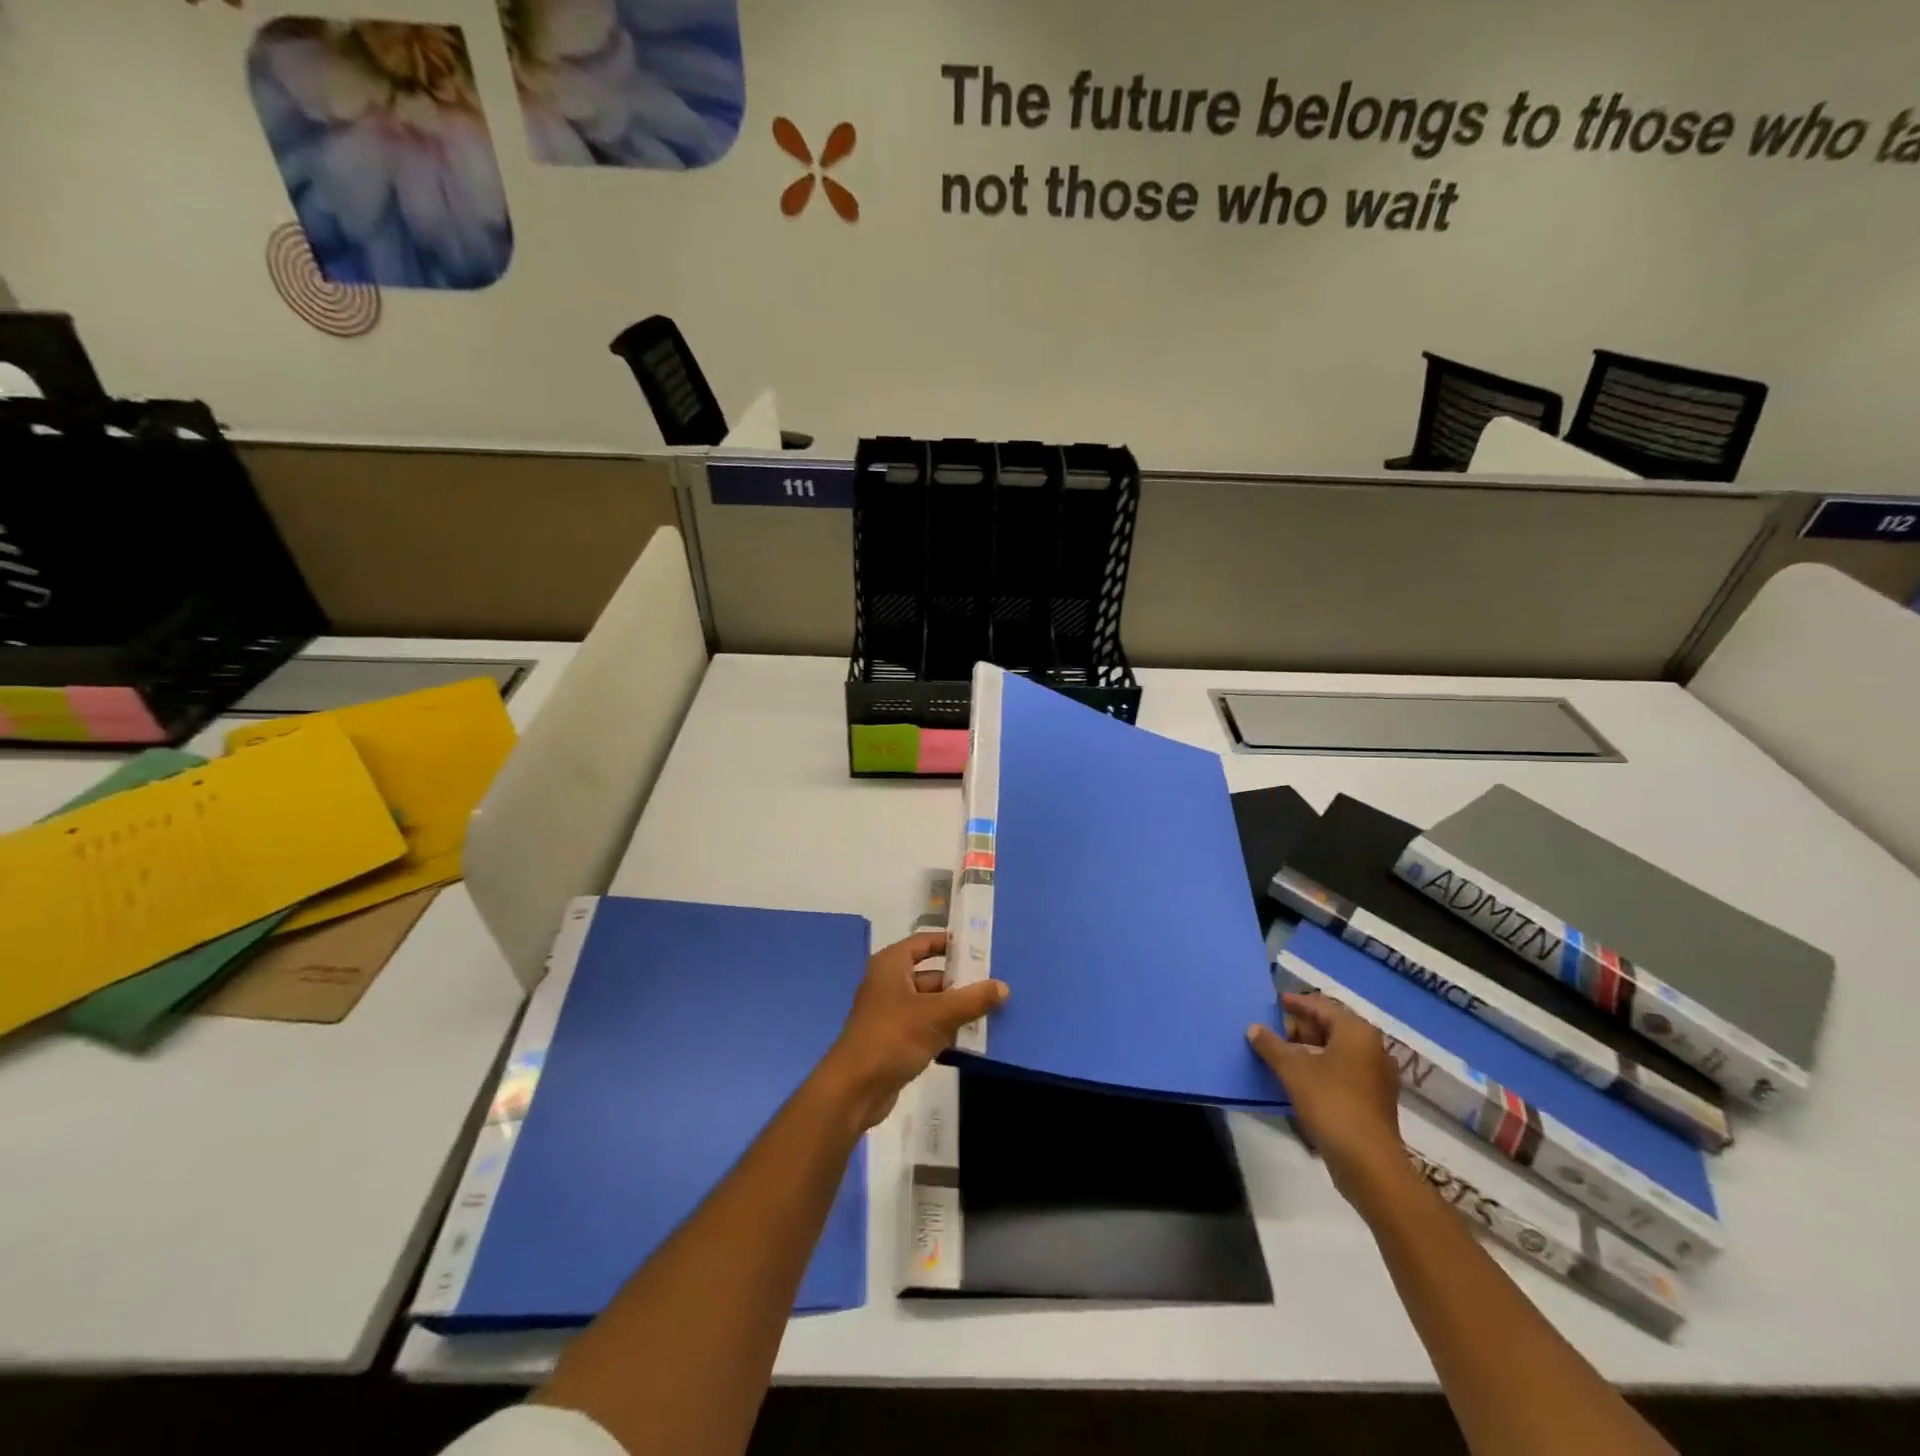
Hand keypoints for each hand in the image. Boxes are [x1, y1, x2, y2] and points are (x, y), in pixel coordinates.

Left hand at [820, 932, 1007, 1129]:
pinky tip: (971, 1039)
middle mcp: (888, 983)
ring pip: (930, 1003)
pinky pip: (925, 1027)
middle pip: (931, 975)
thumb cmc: (892, 1038)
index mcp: (891, 965)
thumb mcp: (937, 1015)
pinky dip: (944, 1030)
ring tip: (991, 1011)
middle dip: (960, 982)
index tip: (980, 949)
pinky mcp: (894, 1040)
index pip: (924, 942)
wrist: (854, 1089)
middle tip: (994, 985)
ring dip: (955, 1009)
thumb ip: (972, 1000)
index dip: (950, 943)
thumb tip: (1003, 987)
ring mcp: (890, 1013)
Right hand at [1248, 992, 1406, 1209]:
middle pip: (1330, 1027)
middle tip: (1272, 1031)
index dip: (1296, 1003)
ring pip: (1336, 1051)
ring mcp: (1376, 1076)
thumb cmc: (1332, 1105)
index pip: (1321, 1006)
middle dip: (1300, 1028)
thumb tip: (1254, 1028)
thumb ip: (1271, 1045)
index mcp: (1356, 1032)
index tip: (1274, 1001)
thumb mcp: (1293, 1071)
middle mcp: (1372, 1048)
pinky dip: (1321, 1069)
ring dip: (1308, 1050)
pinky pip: (1342, 1072)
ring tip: (1280, 1054)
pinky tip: (1298, 1078)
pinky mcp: (1373, 1100)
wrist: (1369, 1164)